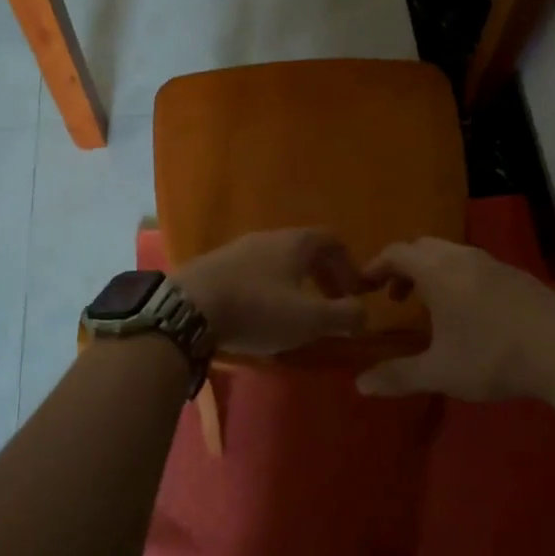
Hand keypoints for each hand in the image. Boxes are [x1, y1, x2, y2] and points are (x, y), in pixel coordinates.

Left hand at [176, 229, 372, 358]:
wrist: (190, 306)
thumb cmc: (257, 308)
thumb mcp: (309, 318)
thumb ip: (343, 316)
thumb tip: (364, 313)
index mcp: (296, 243)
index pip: (332, 240)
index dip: (349, 265)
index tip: (353, 293)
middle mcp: (269, 237)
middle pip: (305, 249)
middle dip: (323, 276)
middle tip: (330, 305)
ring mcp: (239, 248)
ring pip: (278, 260)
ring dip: (294, 283)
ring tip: (296, 314)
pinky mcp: (216, 264)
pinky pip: (253, 271)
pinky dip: (267, 288)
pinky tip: (260, 314)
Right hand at [357, 237, 554, 401]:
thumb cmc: (493, 357)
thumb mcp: (440, 372)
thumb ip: (398, 376)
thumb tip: (360, 385)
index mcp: (437, 271)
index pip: (396, 252)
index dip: (376, 266)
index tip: (364, 286)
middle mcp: (462, 257)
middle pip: (422, 247)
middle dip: (403, 267)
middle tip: (396, 297)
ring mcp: (493, 262)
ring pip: (451, 254)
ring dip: (432, 271)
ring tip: (431, 305)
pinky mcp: (517, 274)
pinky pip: (475, 264)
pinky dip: (458, 276)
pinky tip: (471, 310)